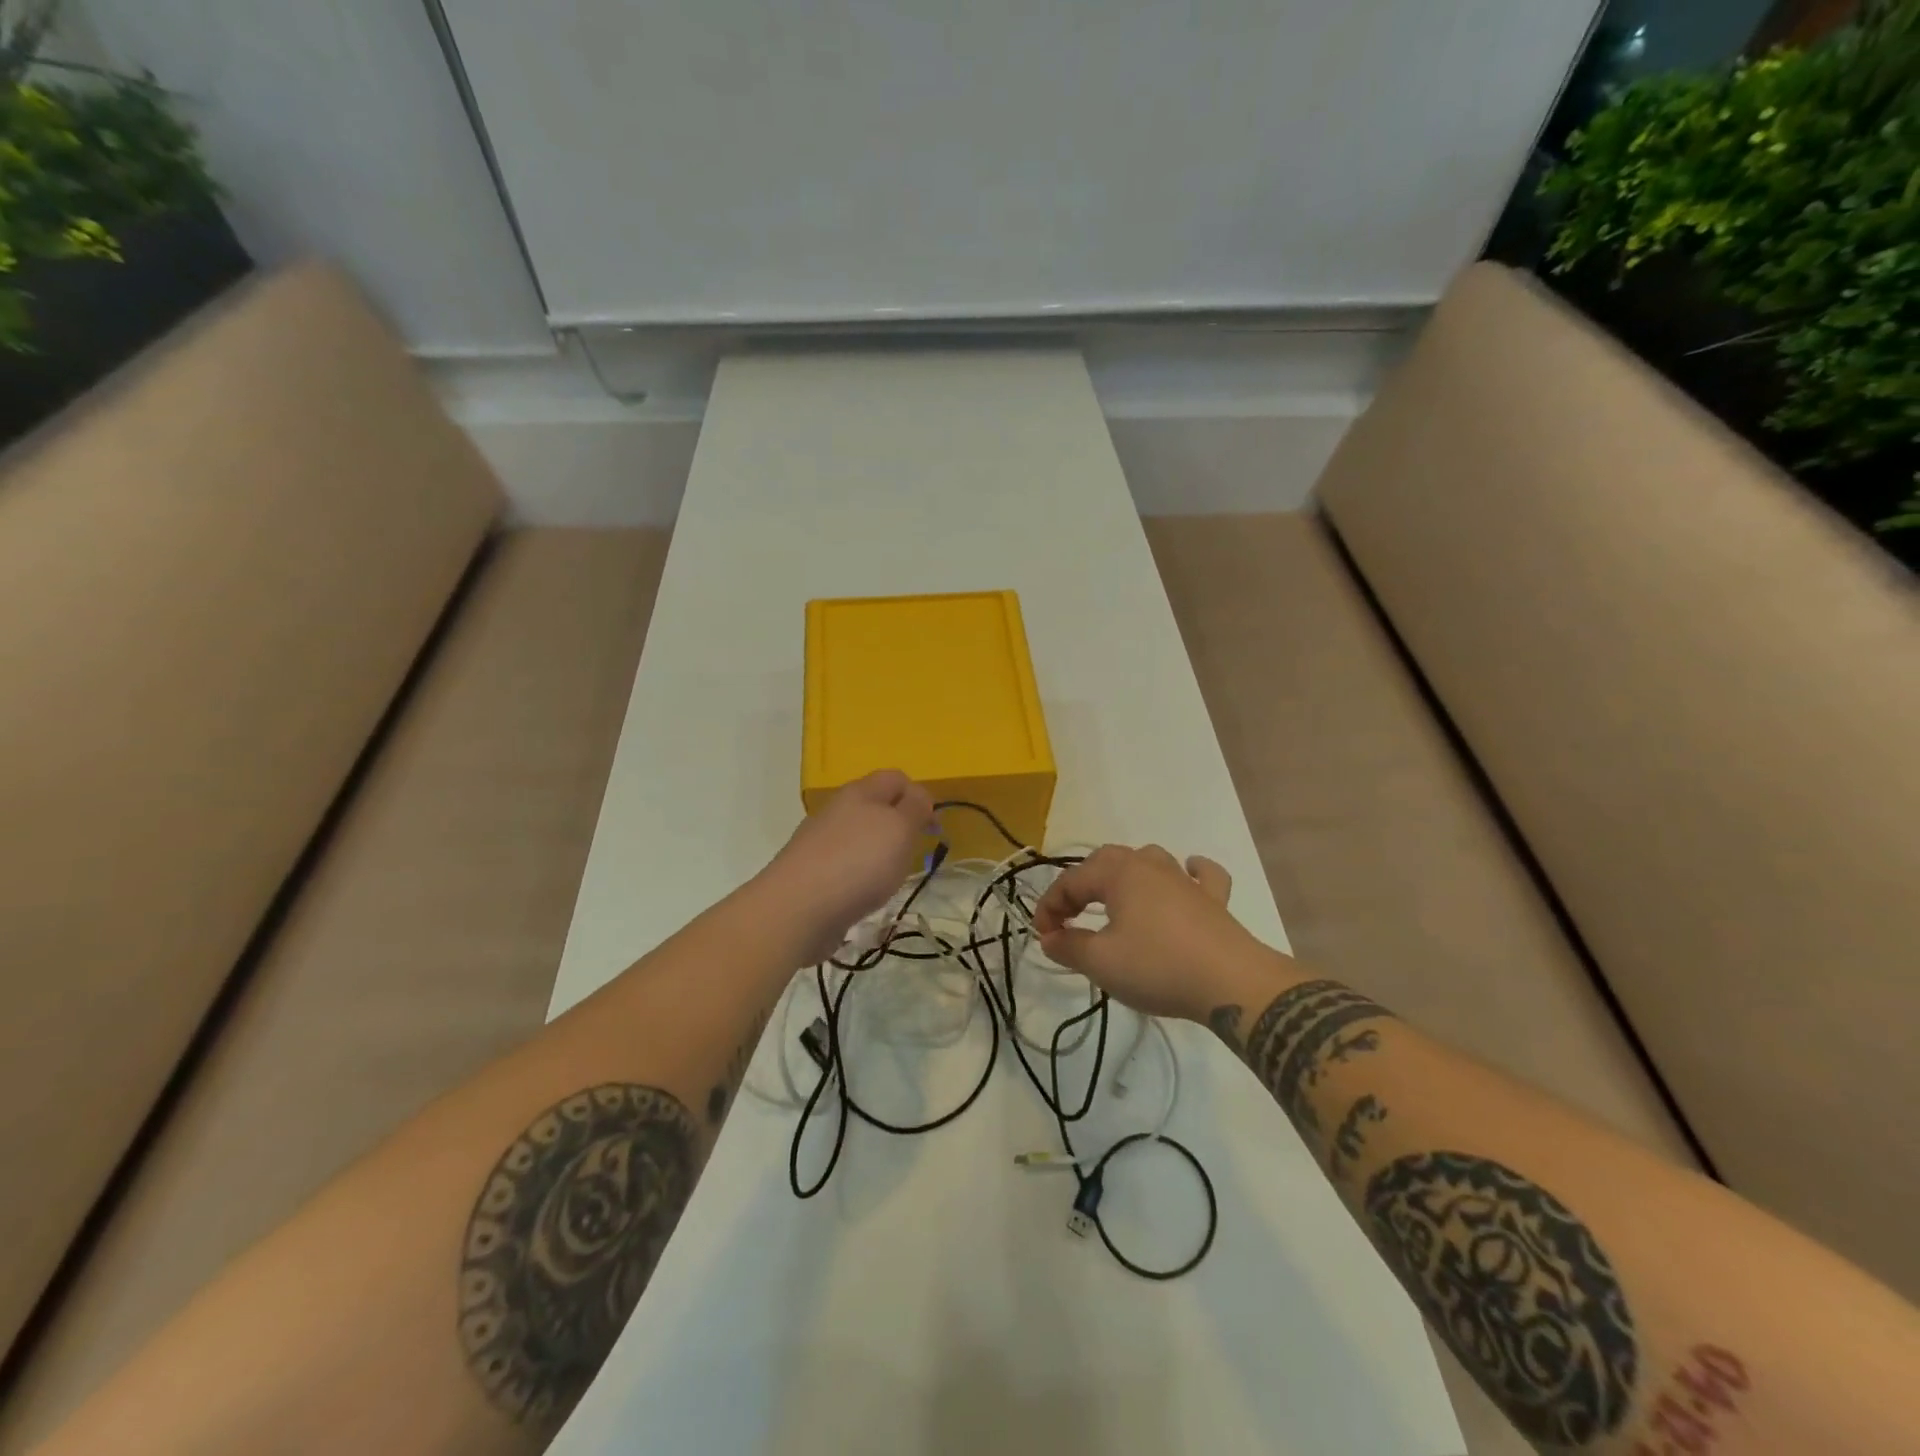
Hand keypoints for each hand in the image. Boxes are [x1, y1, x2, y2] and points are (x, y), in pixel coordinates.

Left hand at [752, 770, 934, 964]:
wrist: (797, 909)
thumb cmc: (858, 862)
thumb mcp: (900, 828)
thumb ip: (915, 808)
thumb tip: (918, 798)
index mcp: (860, 792)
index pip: (896, 778)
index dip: (920, 796)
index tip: (933, 829)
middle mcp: (837, 810)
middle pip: (875, 806)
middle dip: (899, 826)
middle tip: (913, 853)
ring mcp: (820, 842)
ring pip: (859, 836)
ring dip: (879, 852)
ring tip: (890, 878)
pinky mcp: (810, 873)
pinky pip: (845, 864)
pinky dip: (860, 876)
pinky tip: (863, 895)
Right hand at [1031, 844, 1279, 1021]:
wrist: (1231, 983)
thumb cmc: (1158, 967)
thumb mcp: (1102, 962)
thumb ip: (1069, 946)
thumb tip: (1050, 937)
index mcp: (1118, 873)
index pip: (1071, 881)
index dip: (1050, 907)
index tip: (1043, 936)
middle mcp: (1150, 865)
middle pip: (1105, 861)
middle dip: (1081, 886)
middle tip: (1070, 918)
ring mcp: (1185, 880)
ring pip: (1148, 859)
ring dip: (1125, 874)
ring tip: (1114, 897)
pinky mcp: (1213, 900)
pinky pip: (1200, 875)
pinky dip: (1190, 872)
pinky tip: (1187, 875)